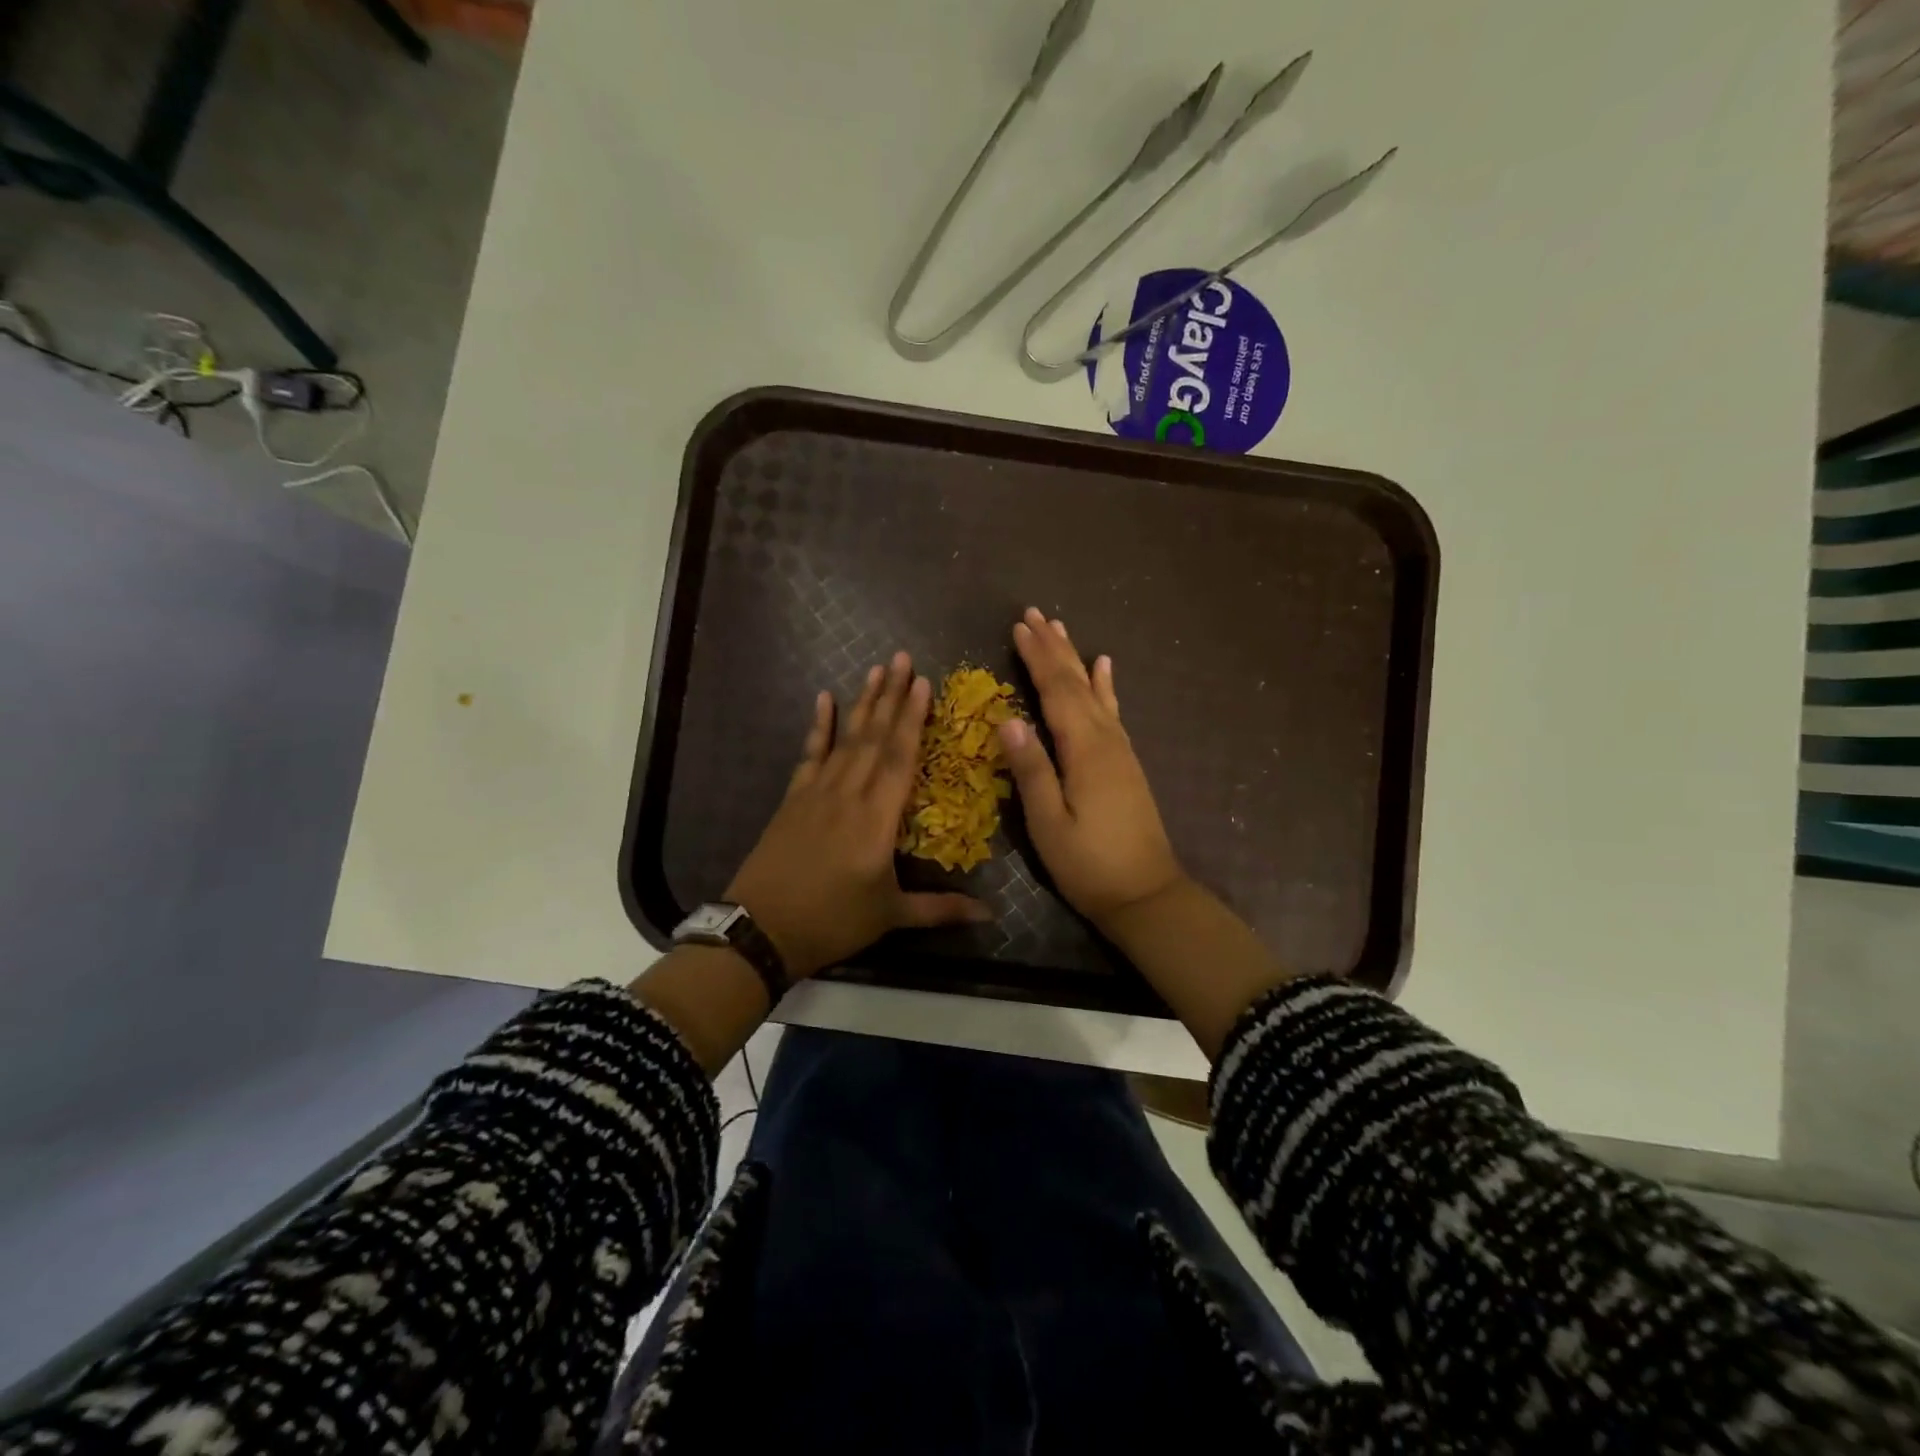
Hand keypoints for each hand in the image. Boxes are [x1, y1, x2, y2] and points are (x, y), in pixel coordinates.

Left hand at [727, 651, 989, 977]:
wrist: (761, 929)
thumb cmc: (832, 922)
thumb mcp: (890, 916)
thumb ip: (940, 909)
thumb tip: (991, 914)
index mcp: (877, 820)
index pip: (900, 759)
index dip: (913, 719)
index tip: (923, 683)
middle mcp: (849, 795)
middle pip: (874, 738)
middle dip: (891, 696)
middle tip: (902, 658)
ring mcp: (817, 792)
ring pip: (846, 739)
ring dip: (863, 703)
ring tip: (876, 669)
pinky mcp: (793, 798)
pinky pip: (810, 754)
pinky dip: (819, 726)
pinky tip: (824, 699)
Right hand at [998, 608, 1187, 926]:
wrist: (1147, 895)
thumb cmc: (1089, 865)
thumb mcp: (1048, 824)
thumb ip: (1032, 770)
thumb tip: (1007, 720)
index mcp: (1084, 750)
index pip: (1056, 692)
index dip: (1037, 658)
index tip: (1019, 627)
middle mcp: (1106, 739)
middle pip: (1077, 683)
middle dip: (1054, 648)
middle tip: (1034, 614)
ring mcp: (1120, 750)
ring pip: (1095, 691)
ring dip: (1075, 658)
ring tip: (1061, 629)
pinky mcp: (1126, 763)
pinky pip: (1113, 711)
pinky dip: (1106, 686)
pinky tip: (1105, 668)